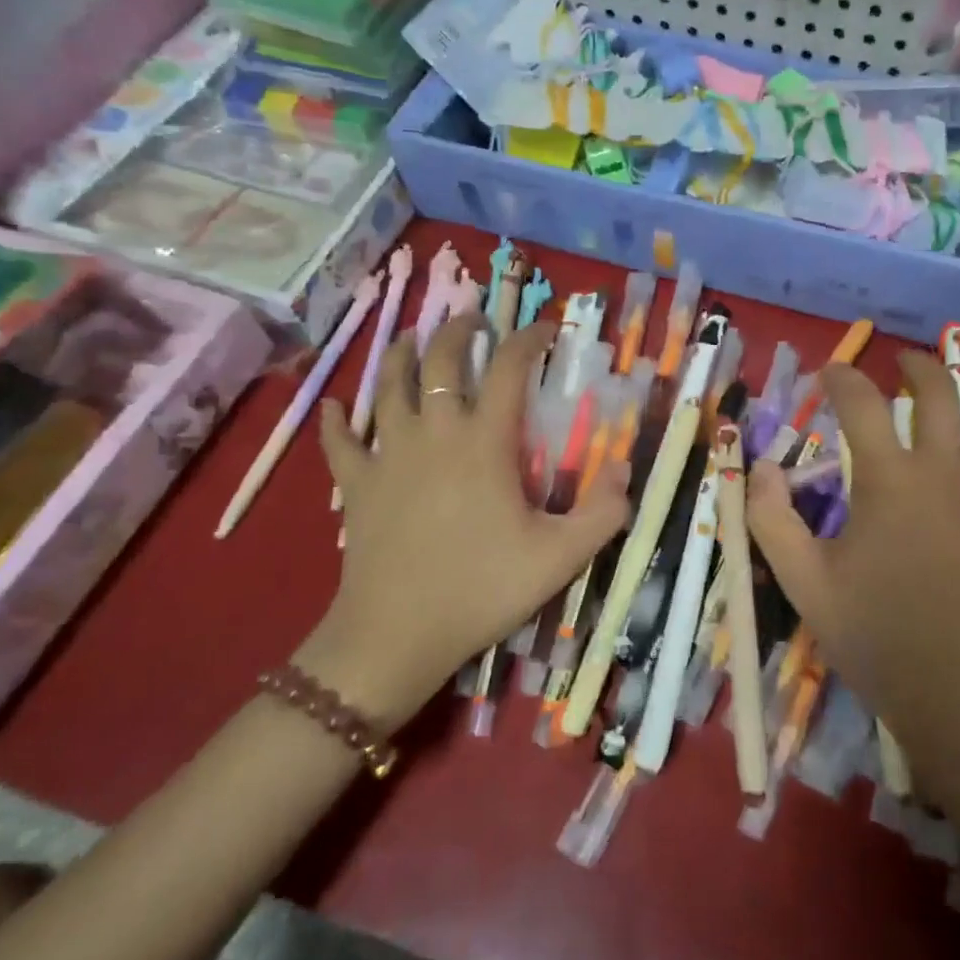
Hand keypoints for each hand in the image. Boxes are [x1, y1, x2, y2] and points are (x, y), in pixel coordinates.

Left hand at [301, 315, 628, 726]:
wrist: (397, 636)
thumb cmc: (482, 590)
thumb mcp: (561, 557)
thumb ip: (603, 512)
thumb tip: (625, 468)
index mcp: (484, 442)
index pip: (508, 369)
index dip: (529, 340)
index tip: (546, 330)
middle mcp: (434, 434)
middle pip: (440, 361)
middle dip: (459, 331)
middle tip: (475, 322)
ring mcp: (388, 456)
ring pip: (388, 386)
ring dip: (403, 355)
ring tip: (414, 338)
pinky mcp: (356, 485)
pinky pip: (339, 441)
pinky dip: (336, 419)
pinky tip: (334, 405)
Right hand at [745, 354, 959, 799]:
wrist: (958, 695)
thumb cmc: (875, 635)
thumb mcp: (803, 580)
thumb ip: (771, 517)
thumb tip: (759, 466)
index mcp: (889, 478)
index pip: (859, 404)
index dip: (841, 378)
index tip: (829, 372)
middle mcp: (945, 470)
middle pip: (940, 393)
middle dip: (919, 367)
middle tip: (904, 362)